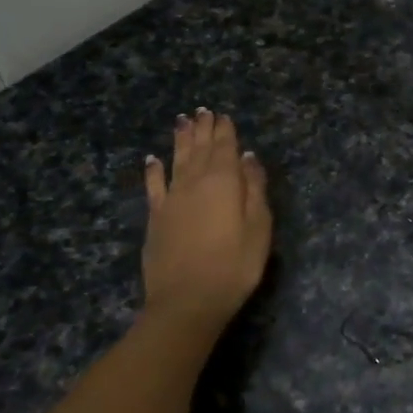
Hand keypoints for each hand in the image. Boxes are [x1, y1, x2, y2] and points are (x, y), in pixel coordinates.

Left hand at [141, 109, 272, 326]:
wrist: (187, 301)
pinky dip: (154, 171)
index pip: (225, 149)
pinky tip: (152, 160)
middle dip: (203, 129)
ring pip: (176, 161)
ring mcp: (171, 200)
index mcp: (224, 182)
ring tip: (182, 121)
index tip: (223, 115)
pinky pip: (154, 186)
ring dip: (180, 141)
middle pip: (199, 150)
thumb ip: (254, 189)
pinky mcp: (156, 218)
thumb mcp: (259, 227)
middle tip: (202, 110)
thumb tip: (248, 158)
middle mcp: (194, 183)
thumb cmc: (234, 265)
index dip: (225, 131)